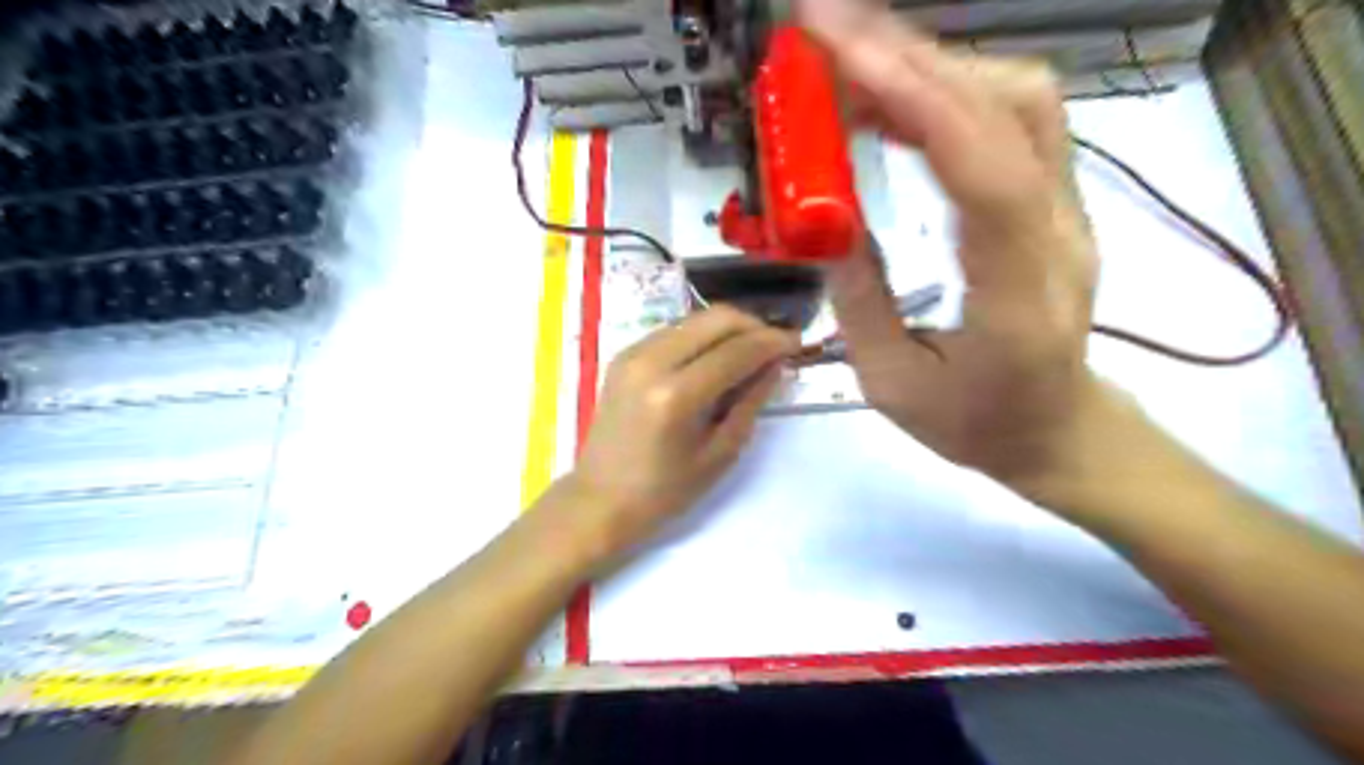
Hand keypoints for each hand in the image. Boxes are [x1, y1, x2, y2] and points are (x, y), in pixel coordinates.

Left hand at [566, 309, 799, 563]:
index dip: (773, 342)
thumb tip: (775, 364)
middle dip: (754, 326)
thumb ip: (750, 402)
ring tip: (750, 352)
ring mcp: (633, 353)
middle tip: (776, 346)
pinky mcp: (624, 354)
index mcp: (676, 395)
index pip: (736, 350)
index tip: (797, 344)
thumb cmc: (665, 491)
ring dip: (729, 328)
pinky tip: (715, 358)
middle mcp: (651, 361)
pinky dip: (703, 336)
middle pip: (716, 319)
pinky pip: (675, 330)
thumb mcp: (720, 454)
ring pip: (695, 319)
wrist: (600, 498)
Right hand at [800, 0, 1101, 489]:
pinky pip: (1012, 121)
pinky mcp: (1054, 199)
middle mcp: (1058, 234)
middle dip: (911, 55)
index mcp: (1018, 295)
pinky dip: (948, 91)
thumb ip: (859, 301)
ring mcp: (1066, 209)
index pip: (983, 171)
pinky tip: (895, 95)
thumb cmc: (974, 423)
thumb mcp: (893, 384)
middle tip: (824, 32)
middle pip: (1007, 110)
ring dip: (932, 65)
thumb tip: (823, 223)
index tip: (841, 49)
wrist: (1056, 428)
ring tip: (852, 59)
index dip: (917, 96)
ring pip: (1019, 99)